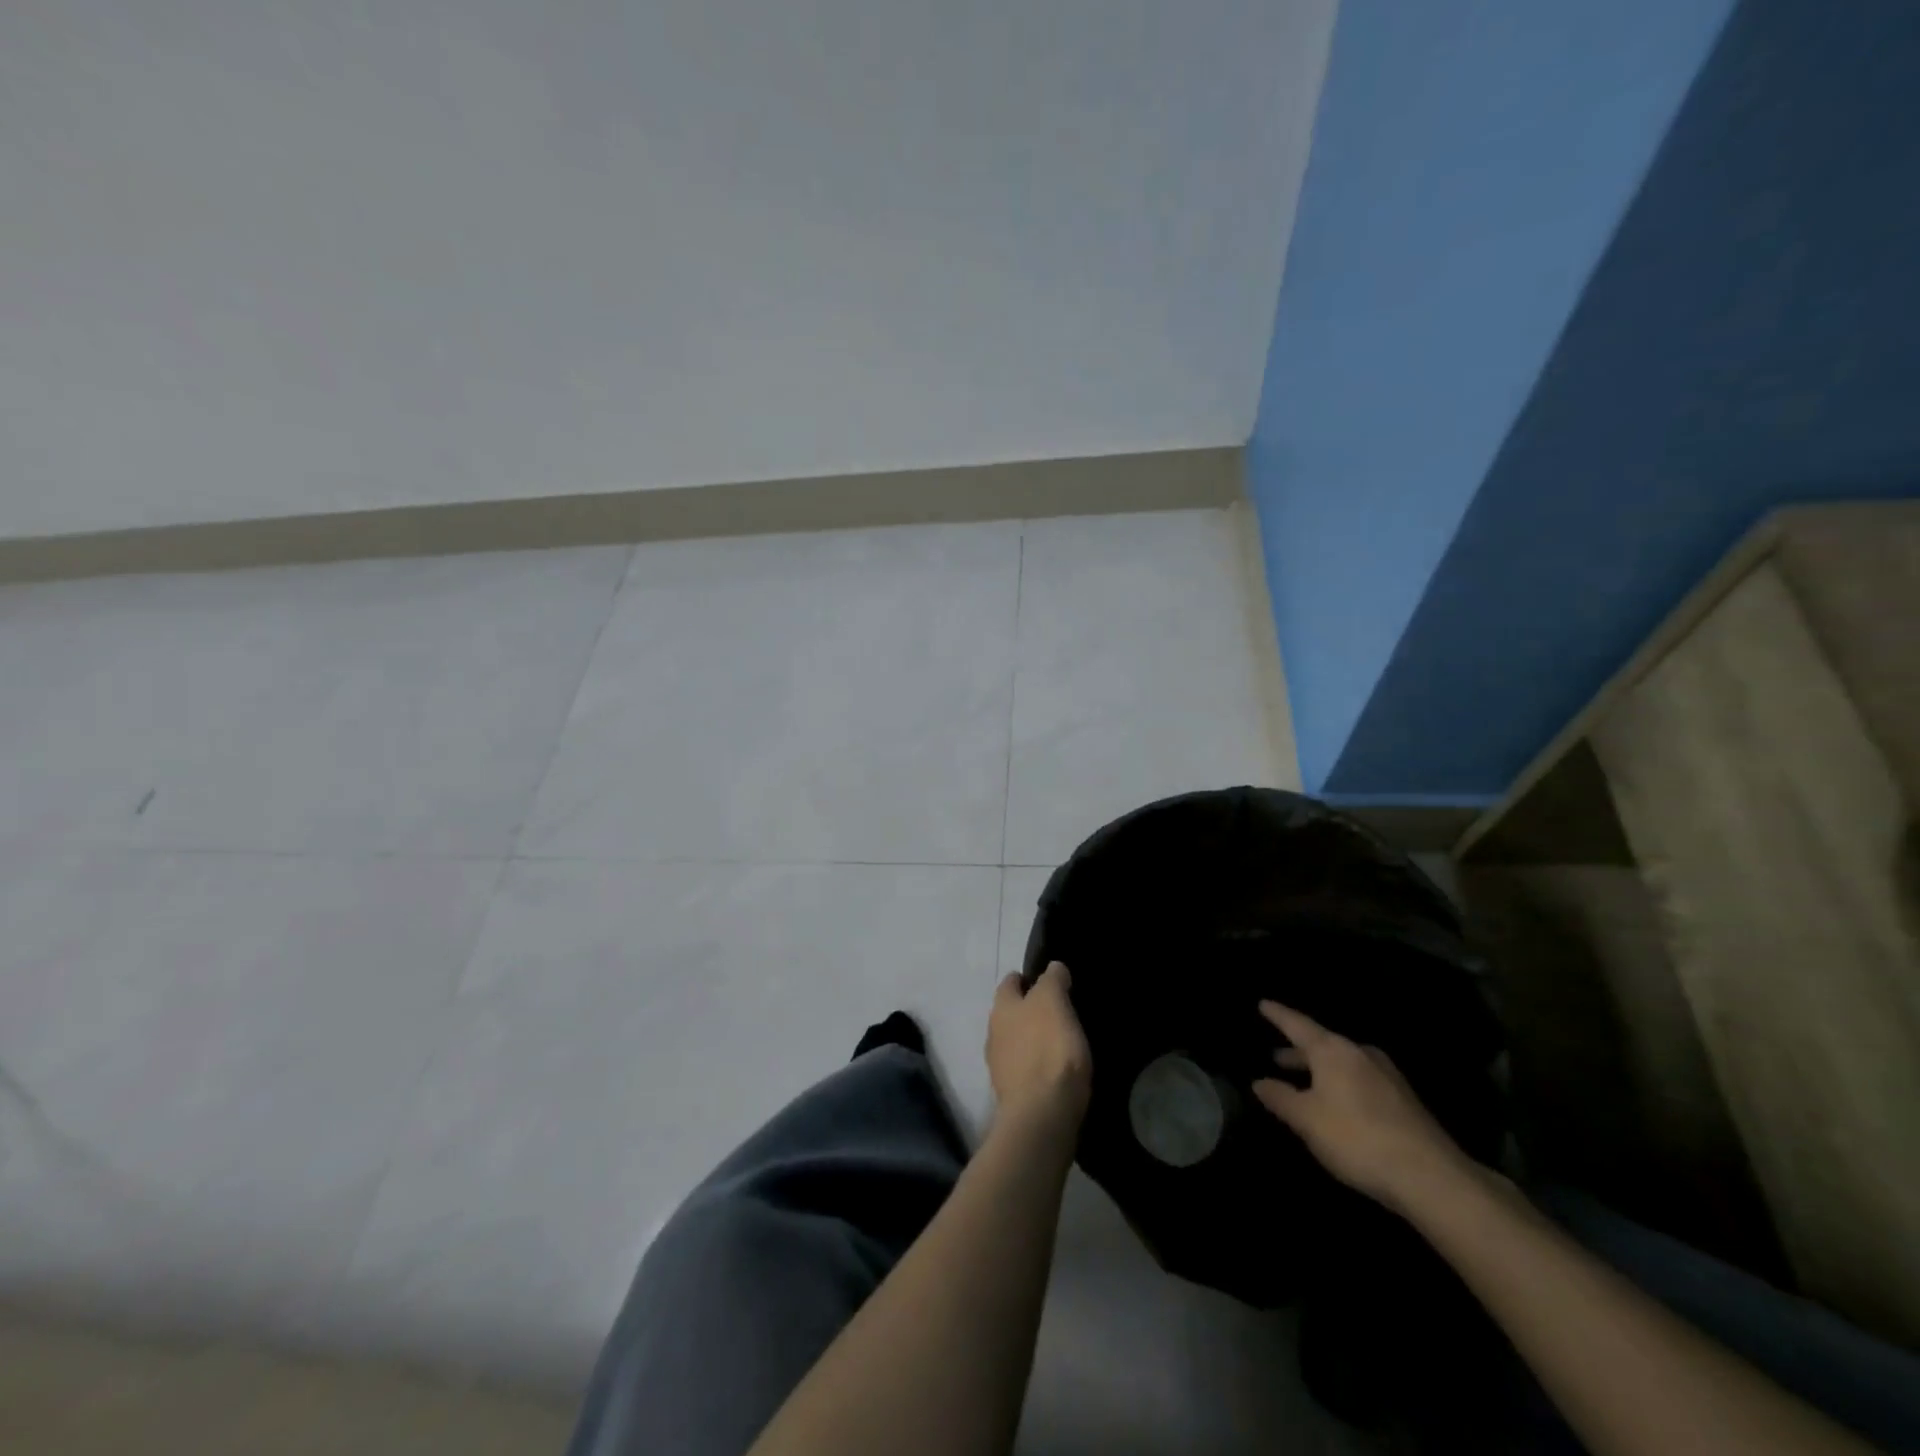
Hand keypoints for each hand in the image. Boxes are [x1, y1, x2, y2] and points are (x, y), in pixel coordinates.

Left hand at [987, 962, 1091, 1133]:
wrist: (1041, 1116)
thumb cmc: (1048, 1049)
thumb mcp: (1054, 1002)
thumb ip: (1052, 981)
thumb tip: (1053, 968)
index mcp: (1001, 1007)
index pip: (1010, 982)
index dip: (1028, 978)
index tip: (1051, 982)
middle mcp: (993, 1032)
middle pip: (1010, 1013)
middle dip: (1030, 1009)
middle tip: (1059, 1011)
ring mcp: (1000, 1066)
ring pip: (1016, 1041)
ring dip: (1033, 1039)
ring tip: (1061, 1041)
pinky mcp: (1012, 1093)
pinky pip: (1025, 1068)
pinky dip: (1038, 1065)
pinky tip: (1056, 1070)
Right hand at [1252, 1000, 1471, 1213]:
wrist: (1430, 1177)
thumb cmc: (1356, 1138)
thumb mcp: (1306, 1120)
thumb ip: (1280, 1098)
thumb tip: (1259, 1082)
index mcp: (1332, 1051)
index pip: (1297, 1024)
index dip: (1278, 1015)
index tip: (1263, 1004)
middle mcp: (1359, 1054)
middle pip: (1322, 1045)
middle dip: (1298, 1051)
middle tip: (1276, 1056)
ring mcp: (1386, 1076)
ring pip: (1343, 1064)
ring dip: (1320, 1070)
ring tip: (1305, 1082)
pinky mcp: (1403, 1101)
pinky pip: (1361, 1081)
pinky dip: (1341, 1085)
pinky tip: (1338, 1104)